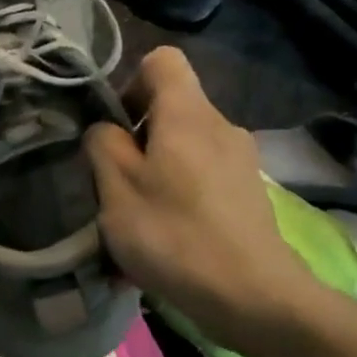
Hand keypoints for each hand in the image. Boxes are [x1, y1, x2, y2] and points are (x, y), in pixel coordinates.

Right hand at [86, 46, 315, 347]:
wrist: (253, 296)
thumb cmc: (174, 235)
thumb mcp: (117, 189)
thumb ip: (103, 146)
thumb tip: (106, 129)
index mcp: (188, 115)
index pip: (162, 60)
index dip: (129, 83)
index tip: (114, 128)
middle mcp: (221, 126)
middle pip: (172, 108)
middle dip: (137, 138)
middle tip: (115, 183)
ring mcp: (241, 161)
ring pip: (185, 148)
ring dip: (156, 172)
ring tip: (137, 219)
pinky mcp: (248, 194)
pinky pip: (202, 178)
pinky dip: (179, 195)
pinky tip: (168, 238)